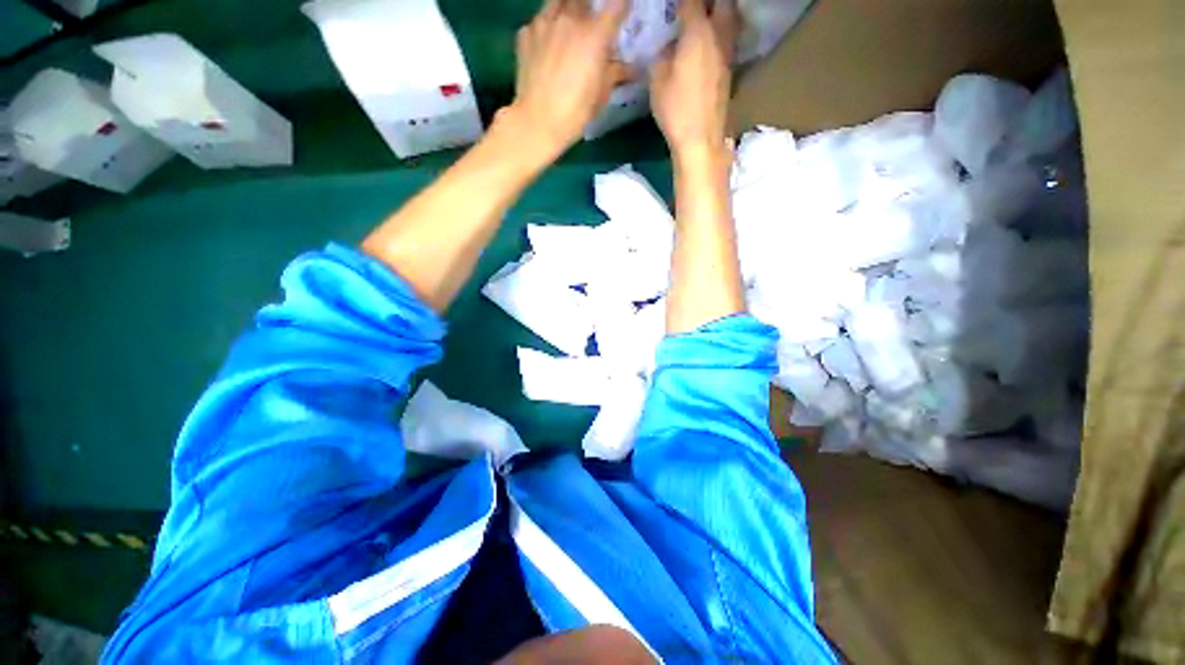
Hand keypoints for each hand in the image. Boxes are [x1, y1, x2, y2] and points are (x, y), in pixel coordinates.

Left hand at [507, 0, 631, 159]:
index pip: (616, 6)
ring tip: (568, 28)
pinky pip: (540, 21)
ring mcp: (544, 23)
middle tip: (592, 27)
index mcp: (595, 35)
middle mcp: (570, 20)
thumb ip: (614, 73)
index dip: (622, 7)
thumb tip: (628, 67)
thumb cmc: (575, 113)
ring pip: (559, 2)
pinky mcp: (525, 33)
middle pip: (585, 0)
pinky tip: (547, 46)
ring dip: (568, 10)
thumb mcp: (601, 96)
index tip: (623, 13)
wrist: (537, 122)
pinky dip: (547, 29)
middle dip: (591, 10)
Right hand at [649, 0, 738, 157]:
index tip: (674, 4)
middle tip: (695, 7)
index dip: (683, 0)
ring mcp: (727, 55)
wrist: (700, 140)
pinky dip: (720, 33)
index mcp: (698, 33)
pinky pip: (727, 40)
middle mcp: (718, 37)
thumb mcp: (657, 81)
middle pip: (723, 4)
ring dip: (720, 13)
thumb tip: (668, 48)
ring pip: (730, 20)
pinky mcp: (729, 72)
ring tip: (705, 18)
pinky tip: (708, 43)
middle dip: (709, 2)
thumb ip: (662, 56)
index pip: (692, 1)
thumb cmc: (676, 109)